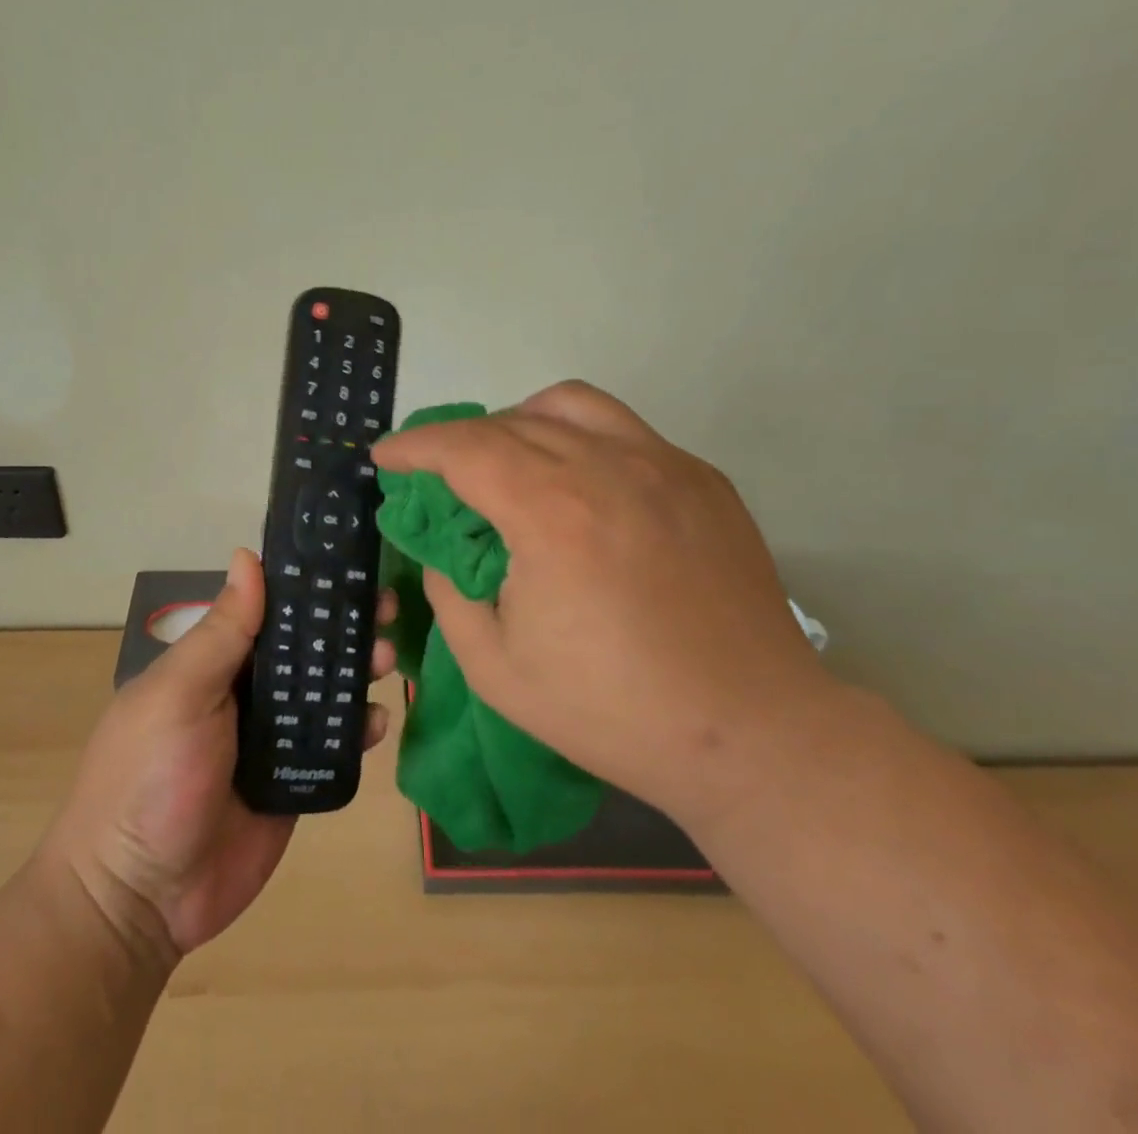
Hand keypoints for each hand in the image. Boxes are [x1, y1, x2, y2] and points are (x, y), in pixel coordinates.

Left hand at [43, 550, 395, 959]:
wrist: (140, 900)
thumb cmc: (149, 778)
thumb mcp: (179, 694)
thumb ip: (221, 631)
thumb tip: (248, 556)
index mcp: (213, 663)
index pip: (268, 610)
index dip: (308, 586)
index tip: (350, 564)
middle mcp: (245, 693)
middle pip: (305, 649)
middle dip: (345, 626)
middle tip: (387, 608)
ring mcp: (271, 740)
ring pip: (325, 694)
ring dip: (358, 671)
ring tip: (387, 658)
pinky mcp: (294, 783)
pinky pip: (334, 747)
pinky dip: (360, 730)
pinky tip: (378, 722)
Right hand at [370, 380, 828, 820]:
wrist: (750, 733)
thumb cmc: (613, 711)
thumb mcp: (495, 668)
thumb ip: (451, 592)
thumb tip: (447, 548)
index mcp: (552, 513)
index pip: (463, 448)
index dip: (414, 445)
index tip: (386, 456)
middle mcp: (608, 467)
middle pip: (510, 422)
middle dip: (458, 439)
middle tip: (438, 473)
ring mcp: (664, 464)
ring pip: (571, 404)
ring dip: (520, 421)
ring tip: (508, 461)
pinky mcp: (701, 478)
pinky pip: (624, 430)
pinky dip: (579, 439)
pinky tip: (580, 487)